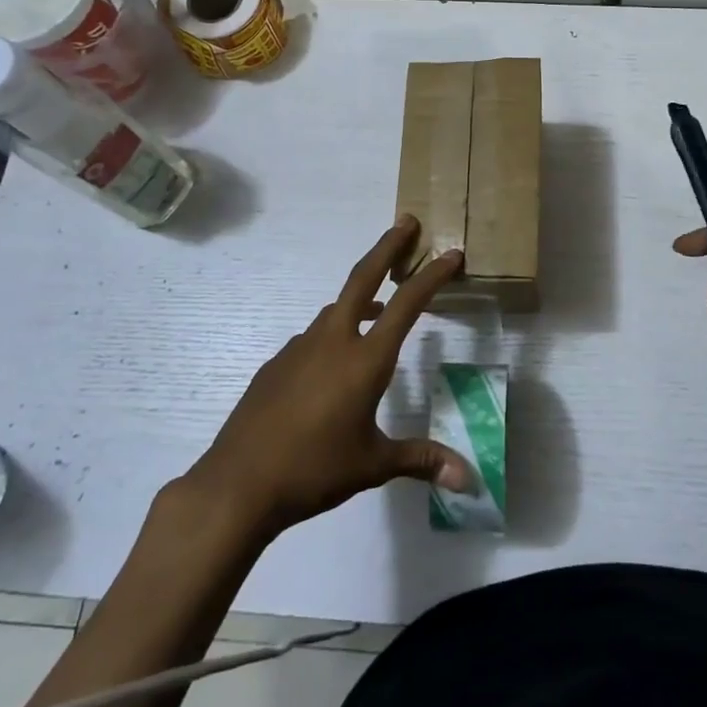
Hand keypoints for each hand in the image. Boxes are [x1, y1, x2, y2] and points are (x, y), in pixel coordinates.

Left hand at [187, 216, 475, 537]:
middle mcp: (333, 341)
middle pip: (363, 279)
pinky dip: (336, 330)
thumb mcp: (374, 465)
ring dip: (363, 295)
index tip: (451, 253)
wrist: (238, 484)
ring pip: (337, 308)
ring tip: (382, 303)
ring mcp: (300, 348)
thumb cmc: (314, 470)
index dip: (432, 276)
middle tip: (406, 222)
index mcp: (365, 359)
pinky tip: (336, 362)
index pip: (407, 304)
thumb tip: (468, 480)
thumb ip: (422, 460)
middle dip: (387, 247)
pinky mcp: (277, 363)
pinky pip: (315, 336)